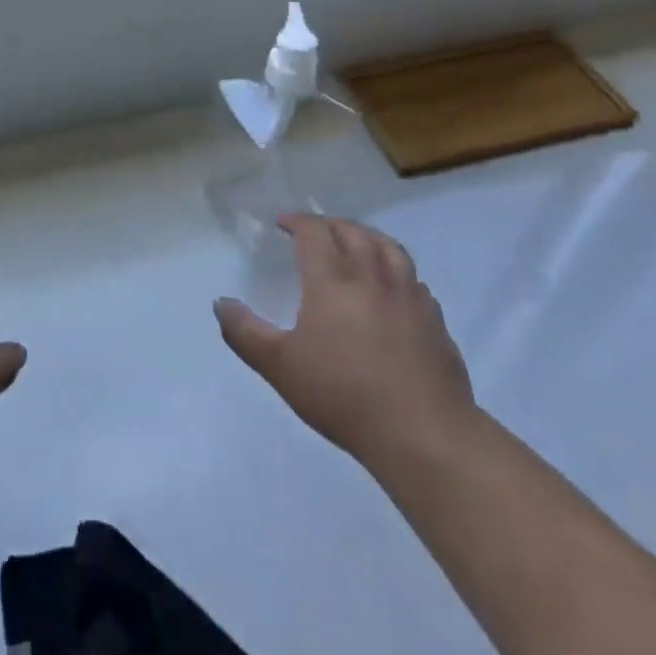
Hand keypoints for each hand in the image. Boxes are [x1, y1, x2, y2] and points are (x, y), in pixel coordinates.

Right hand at [215, 215, 475, 469]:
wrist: (423, 433)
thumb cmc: (343, 395)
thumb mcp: (280, 367)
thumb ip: (245, 332)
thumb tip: (221, 303)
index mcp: (332, 281)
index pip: (314, 233)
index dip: (297, 221)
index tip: (282, 223)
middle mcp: (372, 277)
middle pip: (353, 232)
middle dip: (330, 224)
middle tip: (316, 229)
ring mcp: (409, 296)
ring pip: (390, 247)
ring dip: (368, 236)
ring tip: (356, 242)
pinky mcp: (434, 319)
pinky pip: (414, 279)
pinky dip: (397, 270)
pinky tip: (392, 287)